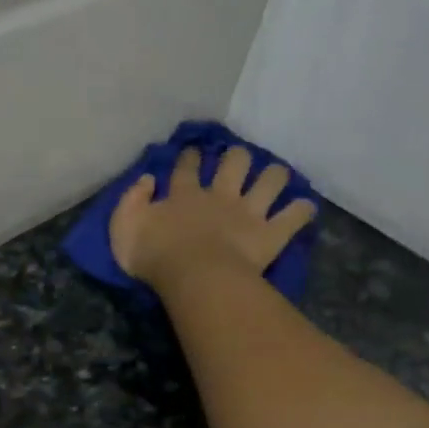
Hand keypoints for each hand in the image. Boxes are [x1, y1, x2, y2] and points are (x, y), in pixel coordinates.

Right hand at [109, 145, 315, 287]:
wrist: (194, 276)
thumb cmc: (154, 255)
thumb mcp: (123, 227)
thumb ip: (131, 201)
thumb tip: (146, 179)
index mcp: (184, 195)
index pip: (187, 167)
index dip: (190, 156)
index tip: (193, 151)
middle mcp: (220, 196)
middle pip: (235, 163)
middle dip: (238, 157)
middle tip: (237, 159)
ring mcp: (249, 213)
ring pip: (271, 181)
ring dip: (275, 176)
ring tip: (276, 176)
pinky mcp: (270, 234)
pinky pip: (293, 217)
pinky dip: (301, 212)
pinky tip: (305, 208)